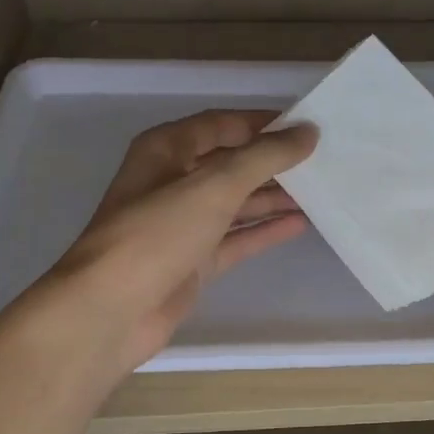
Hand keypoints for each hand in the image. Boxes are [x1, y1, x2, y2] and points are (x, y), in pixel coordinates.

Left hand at [34, 110, 317, 375]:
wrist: (111, 311)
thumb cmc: (157, 234)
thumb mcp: (214, 186)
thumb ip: (264, 157)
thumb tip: (307, 132)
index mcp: (166, 150)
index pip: (221, 124)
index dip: (263, 123)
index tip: (307, 126)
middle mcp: (172, 181)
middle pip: (230, 163)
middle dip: (272, 162)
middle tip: (322, 161)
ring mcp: (182, 224)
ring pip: (235, 202)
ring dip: (272, 197)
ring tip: (320, 191)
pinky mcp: (192, 261)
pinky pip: (235, 238)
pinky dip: (263, 231)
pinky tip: (299, 224)